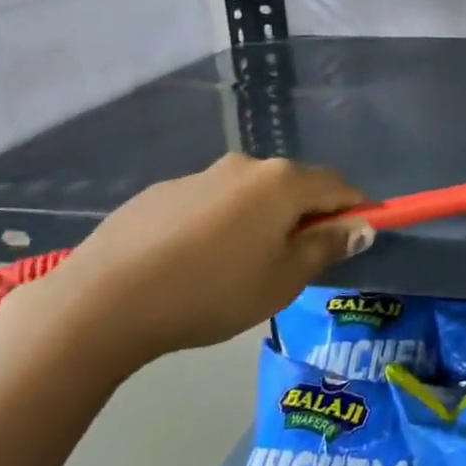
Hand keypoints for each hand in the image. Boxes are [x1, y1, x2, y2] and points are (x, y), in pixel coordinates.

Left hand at [23, 154, 371, 374]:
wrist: (104, 299)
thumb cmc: (211, 292)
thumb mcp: (283, 280)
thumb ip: (327, 247)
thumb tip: (361, 227)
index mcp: (282, 182)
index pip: (339, 185)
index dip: (356, 210)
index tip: (358, 238)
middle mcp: (246, 165)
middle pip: (295, 185)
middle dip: (307, 216)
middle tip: (298, 262)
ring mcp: (201, 175)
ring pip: (251, 195)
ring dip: (263, 220)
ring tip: (241, 268)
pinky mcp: (163, 191)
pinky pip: (212, 203)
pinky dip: (222, 224)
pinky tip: (197, 263)